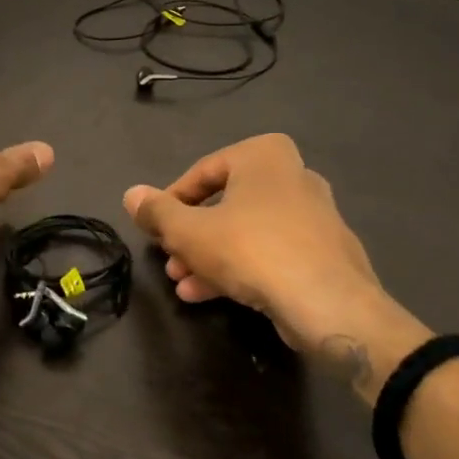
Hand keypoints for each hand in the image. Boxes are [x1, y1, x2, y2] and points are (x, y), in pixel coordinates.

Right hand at [123, 134, 428, 397]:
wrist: (328, 303)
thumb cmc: (251, 249)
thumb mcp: (189, 231)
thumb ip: (157, 212)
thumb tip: (131, 194)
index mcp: (264, 155)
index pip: (203, 172)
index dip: (171, 201)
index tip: (155, 228)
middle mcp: (293, 176)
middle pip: (225, 205)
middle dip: (191, 236)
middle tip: (169, 260)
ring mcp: (313, 216)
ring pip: (246, 232)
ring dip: (209, 257)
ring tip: (182, 284)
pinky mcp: (324, 253)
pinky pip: (270, 253)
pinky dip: (239, 268)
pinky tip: (207, 295)